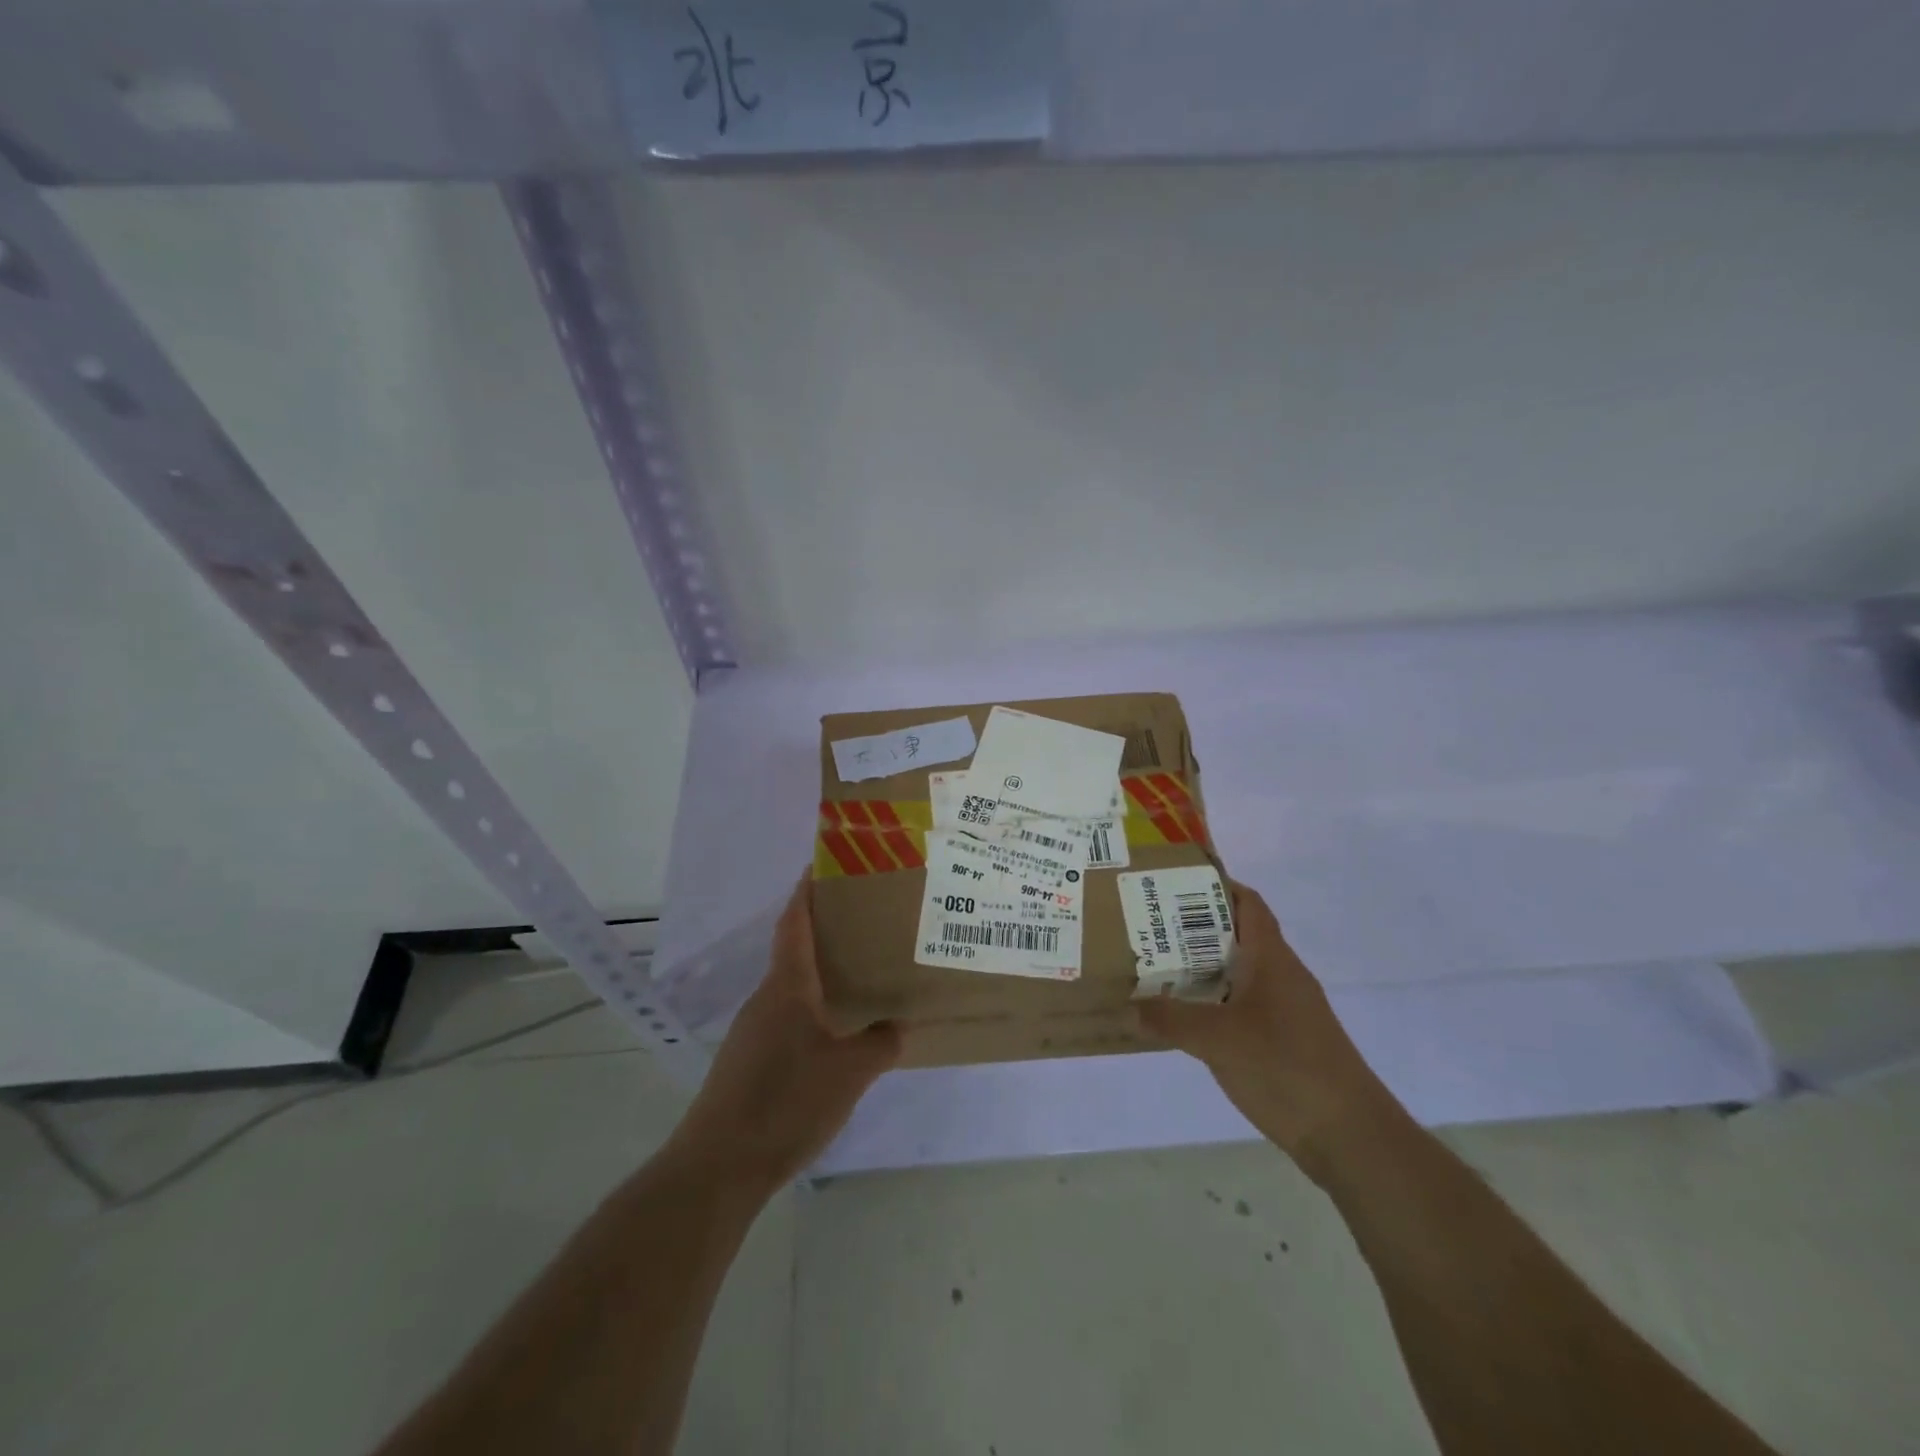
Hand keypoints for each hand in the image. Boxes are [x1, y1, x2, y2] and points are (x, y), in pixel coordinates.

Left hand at [666, 878, 900, 1193]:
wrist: (719, 1166)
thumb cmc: (786, 1101)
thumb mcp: (850, 1072)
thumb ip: (880, 1043)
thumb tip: (898, 1025)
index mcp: (787, 987)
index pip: (794, 923)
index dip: (807, 892)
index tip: (823, 866)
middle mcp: (765, 999)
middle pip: (794, 951)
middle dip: (826, 932)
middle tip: (867, 924)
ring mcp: (753, 1031)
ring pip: (792, 988)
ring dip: (820, 975)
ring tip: (859, 977)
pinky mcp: (749, 1061)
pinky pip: (787, 1018)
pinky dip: (812, 1010)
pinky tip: (836, 1034)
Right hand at [1137, 881, 1392, 1179]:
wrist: (1350, 1136)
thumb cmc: (1287, 1068)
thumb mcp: (1218, 1040)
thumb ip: (1171, 1020)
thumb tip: (1129, 1007)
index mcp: (1272, 960)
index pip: (1249, 904)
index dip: (1217, 886)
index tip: (1174, 883)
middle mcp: (1281, 976)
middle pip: (1237, 936)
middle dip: (1194, 929)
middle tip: (1149, 928)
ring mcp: (1286, 1011)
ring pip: (1238, 974)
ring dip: (1202, 968)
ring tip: (1156, 968)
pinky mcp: (1285, 1042)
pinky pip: (1241, 1007)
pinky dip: (1213, 1003)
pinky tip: (1185, 1019)